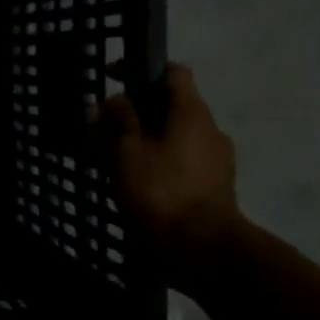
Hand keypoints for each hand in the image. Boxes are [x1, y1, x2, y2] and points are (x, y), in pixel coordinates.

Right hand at [99, 65, 243, 293]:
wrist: (201, 249)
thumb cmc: (161, 192)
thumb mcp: (128, 152)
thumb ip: (118, 121)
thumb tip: (113, 99)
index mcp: (192, 113)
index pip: (173, 73)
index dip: (142, 70)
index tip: (113, 79)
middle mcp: (209, 130)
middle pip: (171, 107)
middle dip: (137, 112)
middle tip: (104, 128)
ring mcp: (215, 160)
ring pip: (175, 137)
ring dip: (146, 140)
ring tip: (114, 159)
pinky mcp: (213, 187)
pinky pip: (181, 162)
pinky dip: (158, 163)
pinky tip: (136, 182)